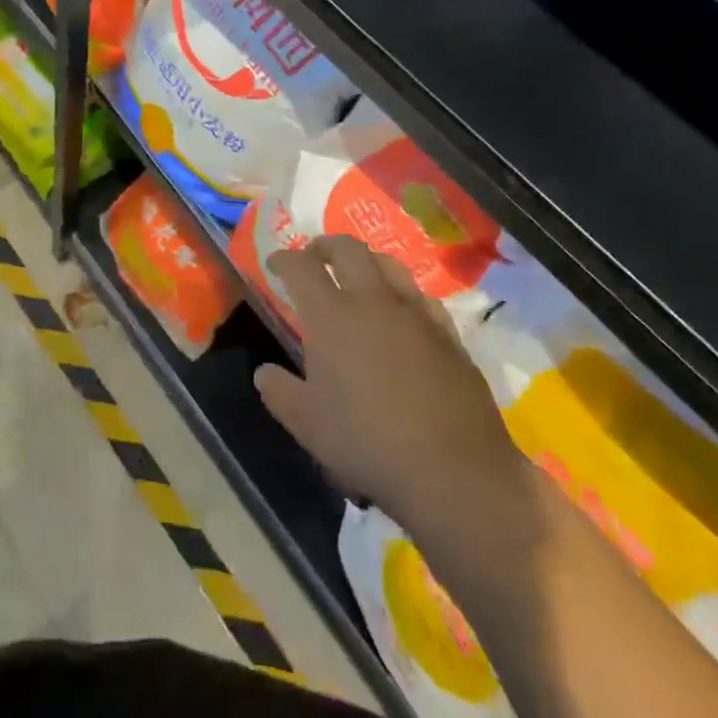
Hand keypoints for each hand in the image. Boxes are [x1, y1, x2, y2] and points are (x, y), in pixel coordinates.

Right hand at [255, 235, 525, 528]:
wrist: (453, 472)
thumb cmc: (367, 443)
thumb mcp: (307, 425)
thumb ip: (280, 392)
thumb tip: (264, 373)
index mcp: (331, 315)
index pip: (301, 267)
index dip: (284, 259)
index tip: (274, 264)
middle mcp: (373, 300)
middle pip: (348, 249)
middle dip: (326, 246)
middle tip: (315, 257)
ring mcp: (416, 314)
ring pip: (390, 264)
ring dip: (367, 261)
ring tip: (358, 275)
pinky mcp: (449, 335)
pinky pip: (422, 297)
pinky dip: (402, 294)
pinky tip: (402, 314)